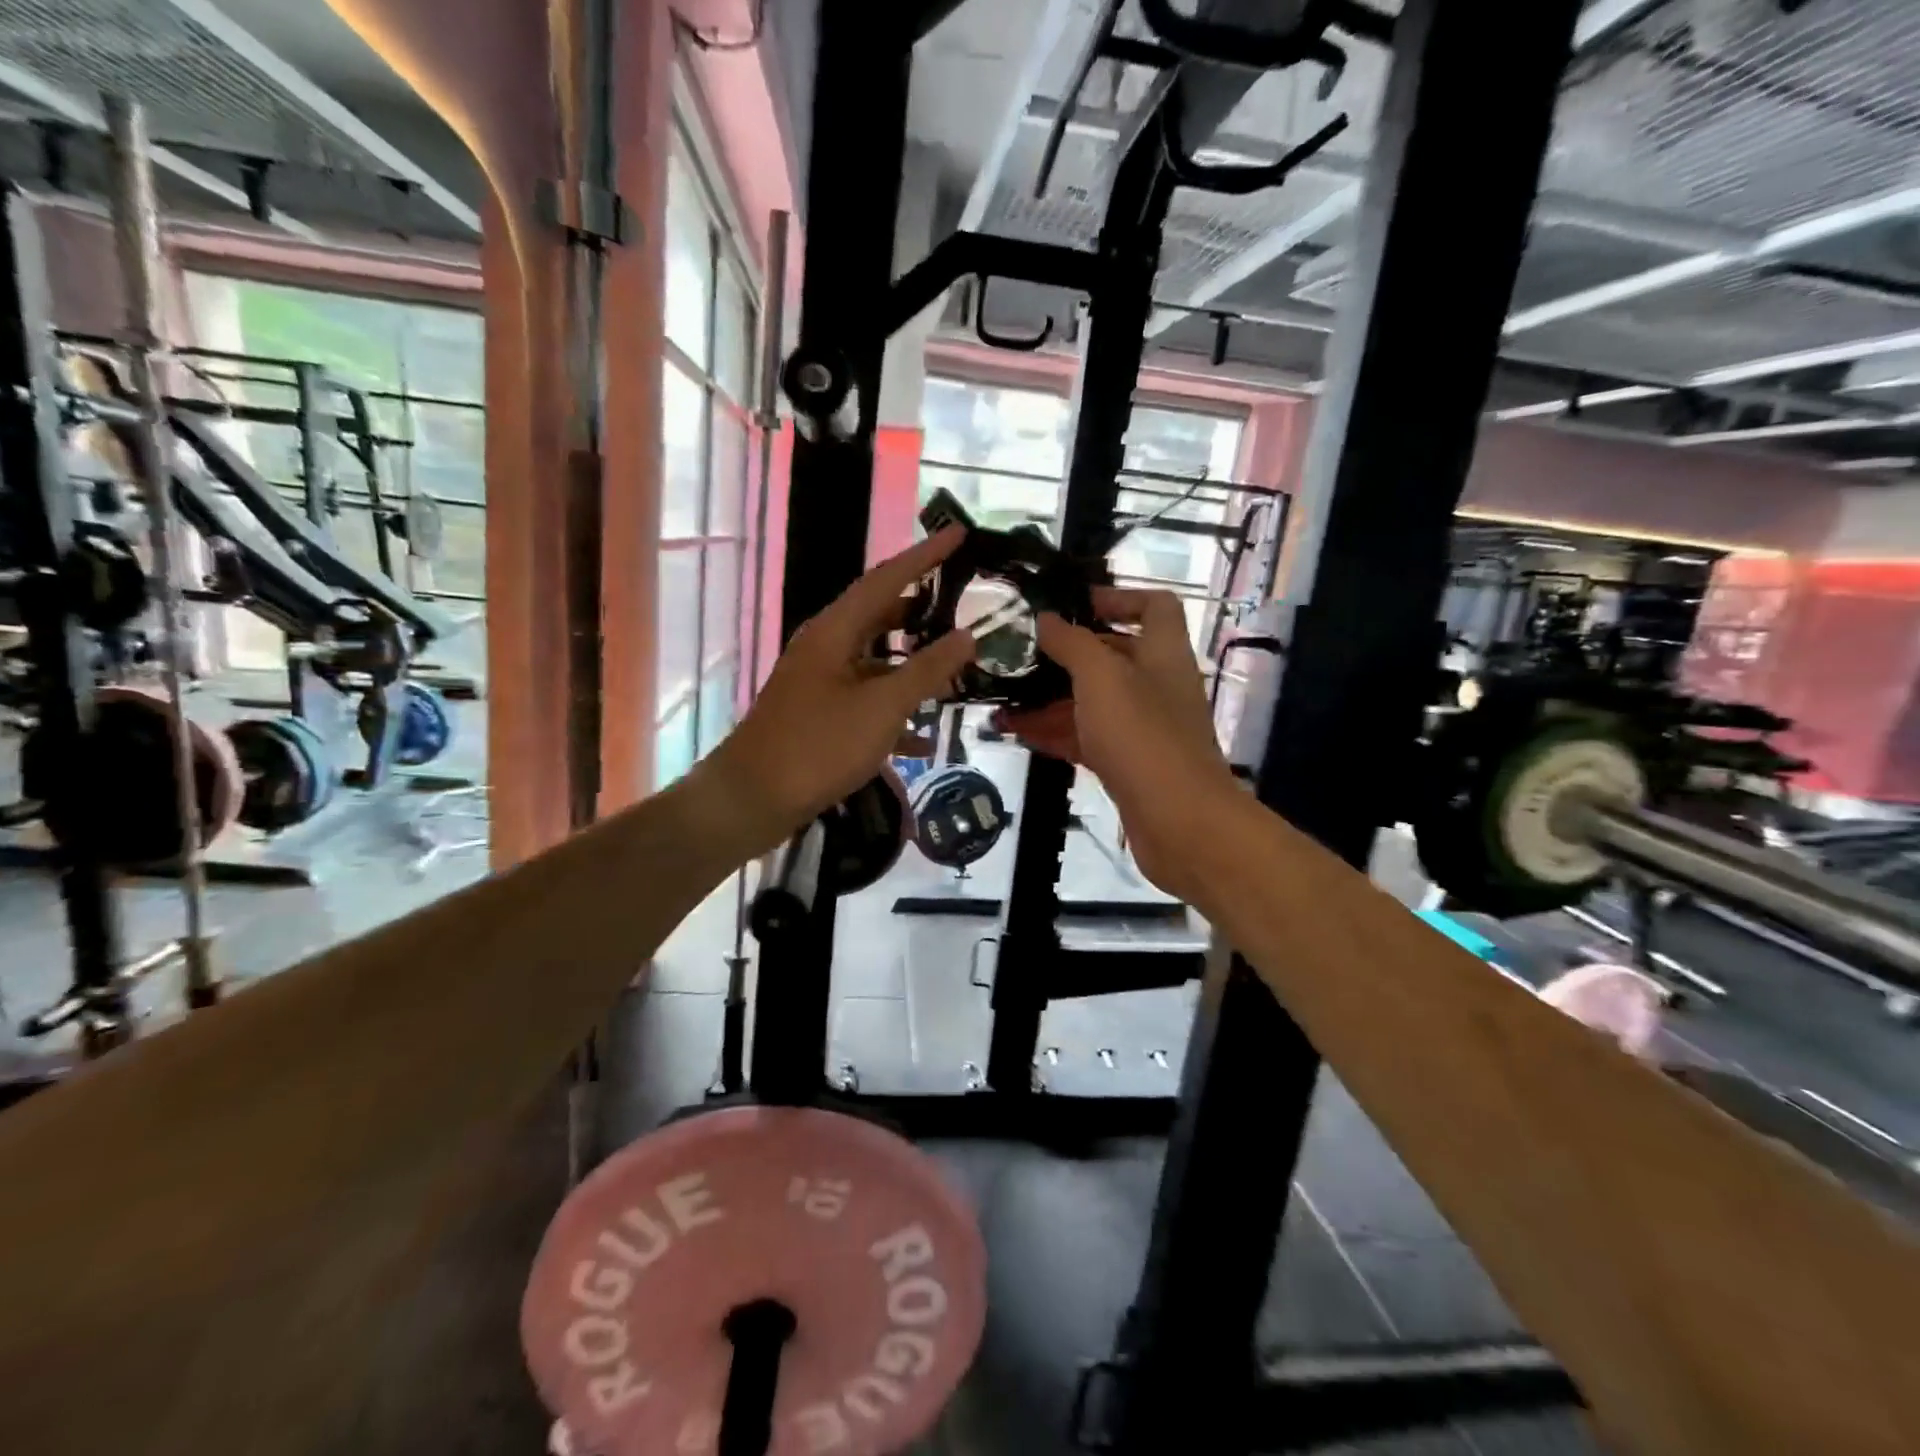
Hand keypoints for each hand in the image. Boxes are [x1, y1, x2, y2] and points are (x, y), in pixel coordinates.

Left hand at [700, 529, 976, 854]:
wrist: (752, 800)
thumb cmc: (818, 746)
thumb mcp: (882, 707)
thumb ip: (927, 670)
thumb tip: (967, 635)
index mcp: (835, 631)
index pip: (887, 579)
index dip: (925, 556)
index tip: (960, 534)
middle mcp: (826, 648)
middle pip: (880, 616)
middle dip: (922, 611)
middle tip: (963, 603)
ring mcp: (821, 683)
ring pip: (877, 662)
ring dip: (913, 666)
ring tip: (955, 667)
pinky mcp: (820, 716)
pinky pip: (866, 701)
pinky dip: (896, 711)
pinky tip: (926, 737)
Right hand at [999, 589, 1240, 902]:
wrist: (1179, 822)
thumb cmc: (1142, 736)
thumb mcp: (1101, 677)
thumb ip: (1071, 643)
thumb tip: (1045, 619)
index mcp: (1162, 653)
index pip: (1154, 606)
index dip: (1118, 597)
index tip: (1074, 605)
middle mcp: (1156, 685)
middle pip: (1112, 656)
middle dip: (1065, 655)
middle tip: (1018, 655)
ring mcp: (1143, 728)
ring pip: (1093, 702)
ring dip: (1050, 699)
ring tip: (1001, 700)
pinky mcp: (1128, 764)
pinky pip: (1087, 738)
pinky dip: (1055, 733)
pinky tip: (1017, 734)